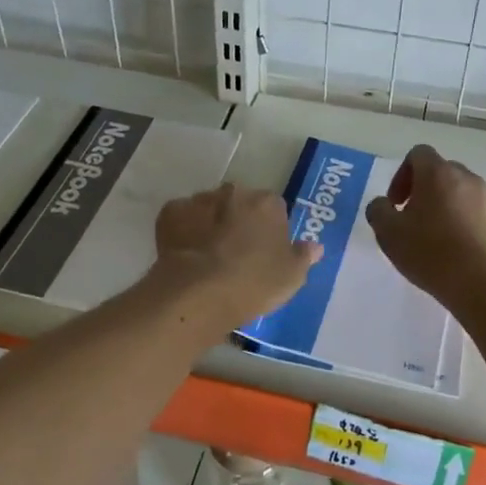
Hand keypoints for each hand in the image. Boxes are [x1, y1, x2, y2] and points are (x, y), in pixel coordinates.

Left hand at [153, 184, 320, 327]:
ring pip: (209, 208)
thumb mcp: (292, 276)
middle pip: (240, 203)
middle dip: (238, 220)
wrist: (200, 291)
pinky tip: (184, 253)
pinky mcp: (171, 213)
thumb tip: (315, 246)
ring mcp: (200, 200)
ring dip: (210, 223)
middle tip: (236, 252)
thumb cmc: (254, 282)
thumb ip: (304, 256)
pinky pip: (181, 218)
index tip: (265, 252)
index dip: (270, 229)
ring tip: (207, 255)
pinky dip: (183, 230)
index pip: (274, 208)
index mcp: (268, 203)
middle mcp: (235, 193)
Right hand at [366, 145, 485, 305]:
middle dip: (424, 192)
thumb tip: (383, 205)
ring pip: (462, 195)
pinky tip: (458, 256)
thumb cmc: (432, 252)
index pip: (418, 154)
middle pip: (441, 173)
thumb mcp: (389, 234)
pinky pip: (478, 217)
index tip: (397, 204)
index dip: (402, 175)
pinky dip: (465, 227)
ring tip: (436, 242)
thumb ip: (379, 211)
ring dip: (446, 209)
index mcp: (437, 173)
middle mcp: (467, 179)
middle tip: (413, 221)